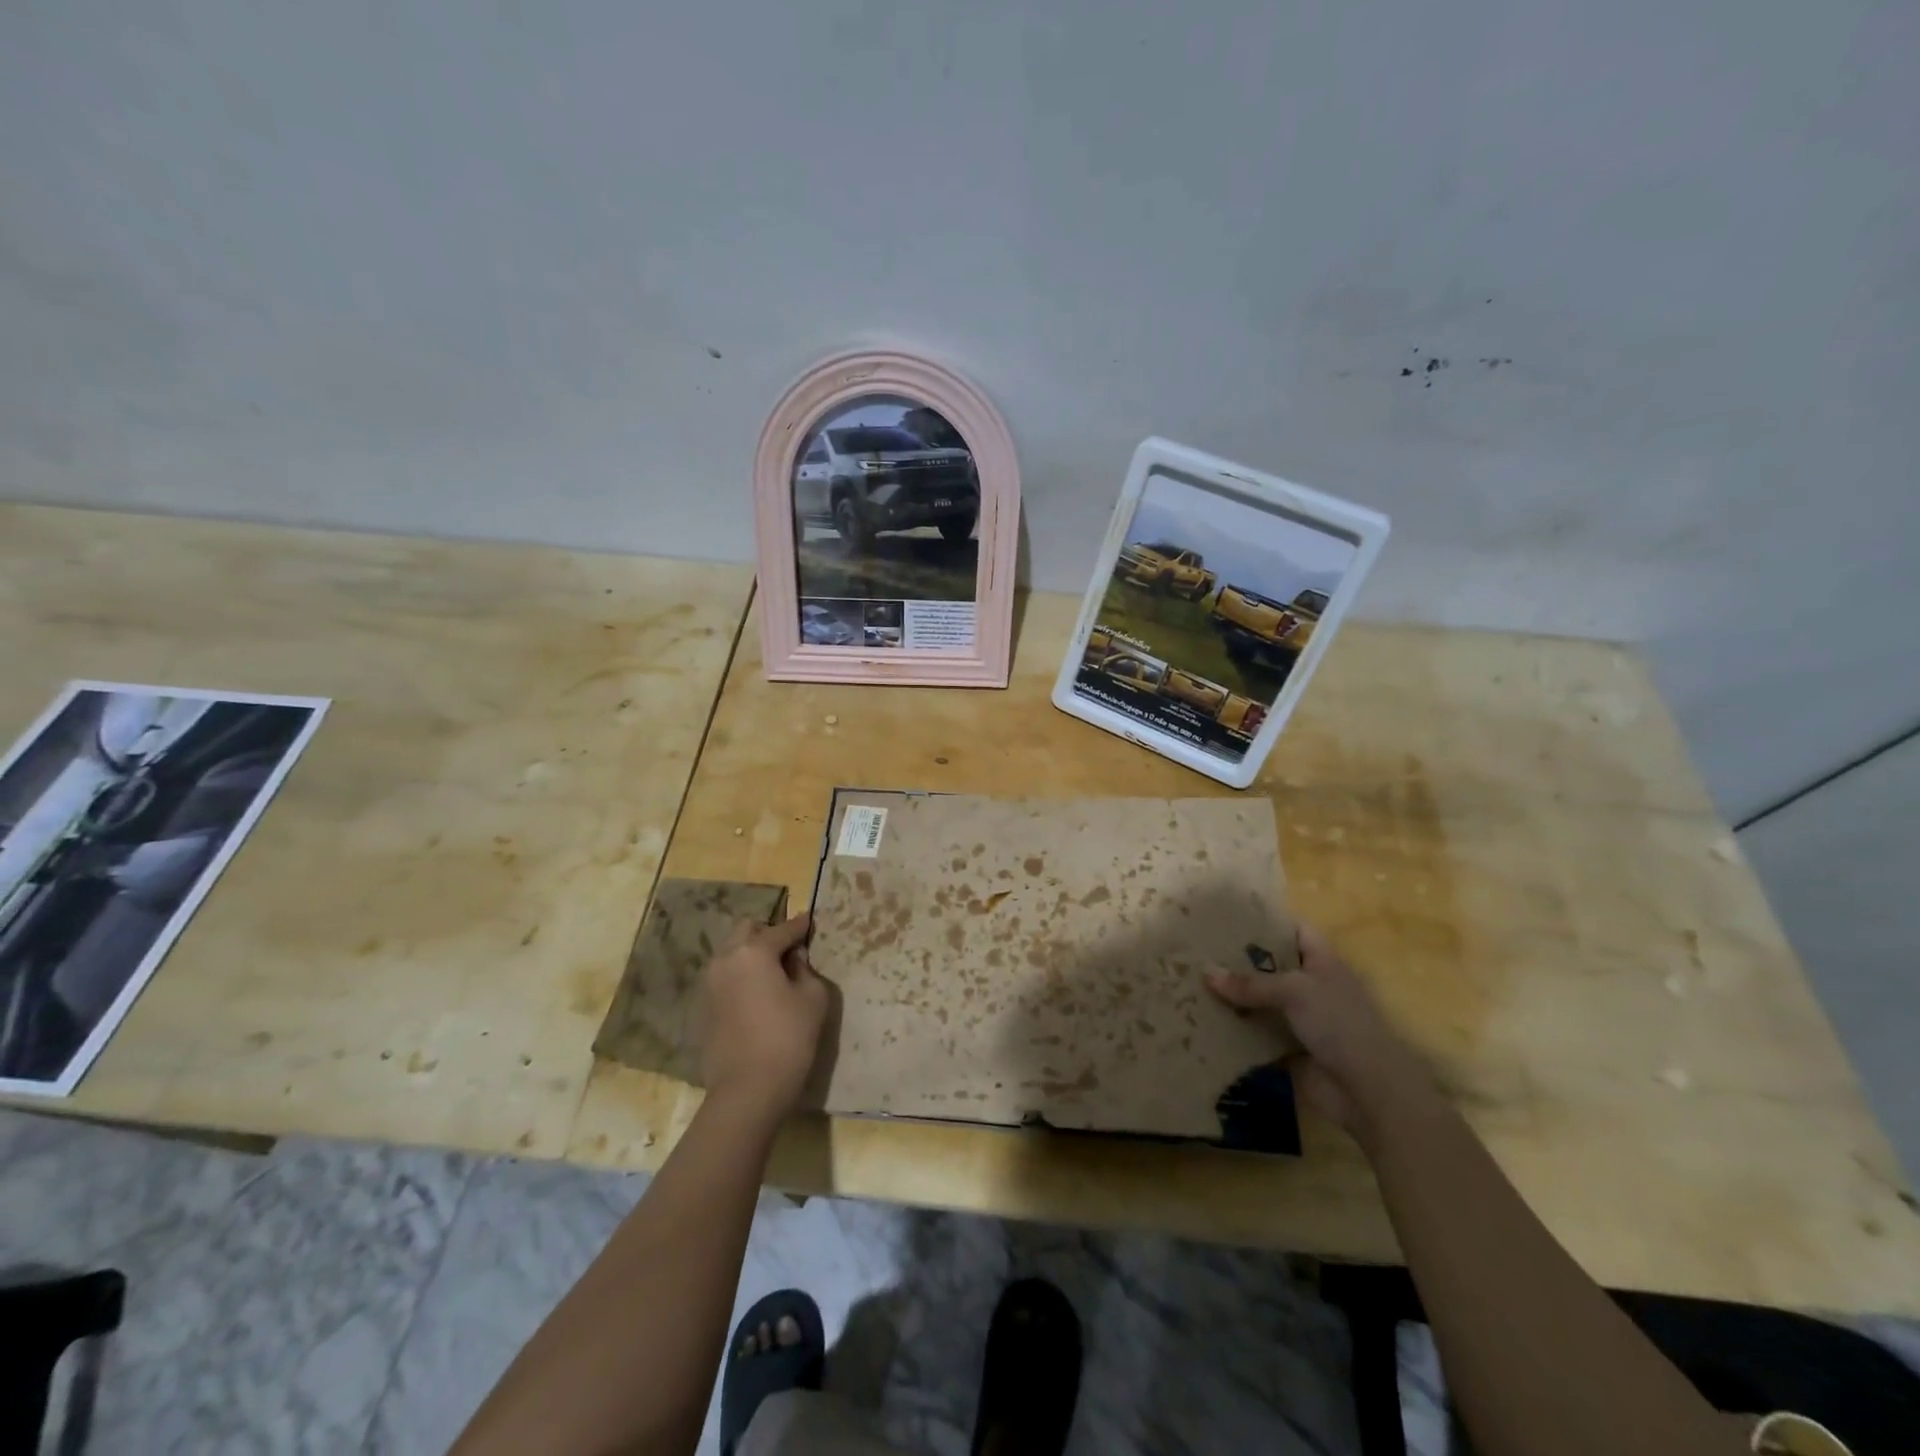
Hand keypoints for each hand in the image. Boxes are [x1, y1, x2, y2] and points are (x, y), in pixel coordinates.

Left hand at [698, 913, 828, 1123]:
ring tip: (769, 972)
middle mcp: (726, 959)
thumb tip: (794, 959)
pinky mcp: (702, 1007)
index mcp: (754, 951)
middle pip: (746, 930)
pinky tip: (753, 996)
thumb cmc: (788, 1038)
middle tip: (787, 949)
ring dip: (749, 954)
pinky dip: (738, 977)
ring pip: (729, 953)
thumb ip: (805, 969)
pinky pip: (722, 978)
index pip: (782, 929)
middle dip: (767, 932)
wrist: (747, 1090)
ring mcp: (709, 983)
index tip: (808, 921)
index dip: (799, 926)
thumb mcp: (812, 998)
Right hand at [1206, 924, 1433, 1139]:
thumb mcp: (1295, 992)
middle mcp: (1310, 986)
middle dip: (1238, 959)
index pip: (1294, 930)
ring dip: (1231, 997)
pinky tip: (1201, 1020)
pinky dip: (1233, 1029)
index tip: (1228, 915)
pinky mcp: (1286, 1049)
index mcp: (1322, 962)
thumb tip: (1205, 973)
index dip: (1266, 920)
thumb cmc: (1340, 1024)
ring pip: (1259, 1001)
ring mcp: (1299, 1019)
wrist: (1369, 1092)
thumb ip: (1250, 983)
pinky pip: (1254, 1033)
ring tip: (1190, 980)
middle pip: (1270, 966)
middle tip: (1198, 947)